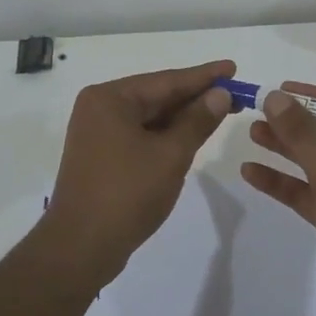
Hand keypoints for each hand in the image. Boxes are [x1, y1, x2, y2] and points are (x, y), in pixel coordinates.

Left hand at [42, 60, 236, 288]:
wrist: (80, 248)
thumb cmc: (126, 194)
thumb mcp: (171, 155)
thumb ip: (197, 121)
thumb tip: (220, 93)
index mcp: (110, 99)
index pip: (166, 80)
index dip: (204, 76)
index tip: (233, 67)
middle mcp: (100, 108)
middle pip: (157, 96)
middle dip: (196, 97)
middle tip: (236, 92)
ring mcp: (98, 134)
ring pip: (150, 118)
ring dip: (183, 117)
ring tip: (221, 110)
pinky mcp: (102, 156)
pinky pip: (141, 135)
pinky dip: (166, 135)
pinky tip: (191, 135)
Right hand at [240, 82, 315, 315]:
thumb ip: (305, 138)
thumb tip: (276, 97)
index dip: (315, 98)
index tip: (280, 89)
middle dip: (296, 124)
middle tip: (260, 110)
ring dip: (287, 150)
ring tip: (251, 133)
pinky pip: (312, 191)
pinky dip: (285, 182)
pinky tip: (251, 172)